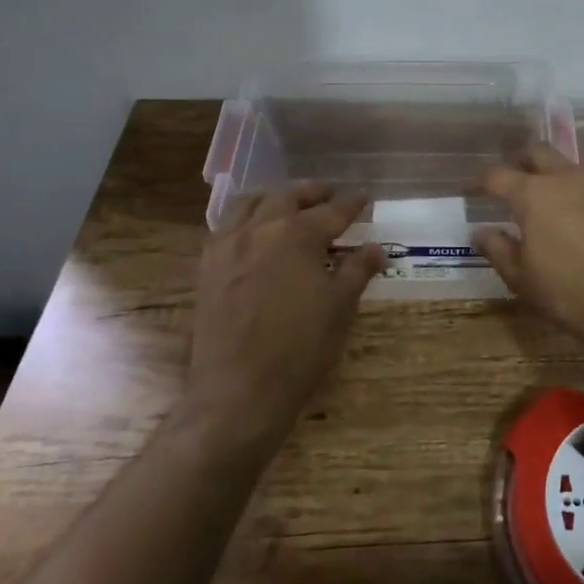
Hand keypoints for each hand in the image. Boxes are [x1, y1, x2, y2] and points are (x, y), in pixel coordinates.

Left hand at [188, 182, 384, 446]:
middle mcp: (260, 229)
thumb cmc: (300, 348)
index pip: (332, 211)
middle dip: (311, 192)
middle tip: (328, 193)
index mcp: (298, 234)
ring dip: (273, 198)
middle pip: (288, 197)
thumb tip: (375, 248)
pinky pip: (225, 227)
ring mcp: (228, 246)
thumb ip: (357, 270)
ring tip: (288, 203)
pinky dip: (243, 219)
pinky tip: (252, 232)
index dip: (351, 204)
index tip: (362, 197)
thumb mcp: (340, 307)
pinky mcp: (207, 267)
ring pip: (249, 203)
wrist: (239, 390)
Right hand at [473, 143, 583, 369]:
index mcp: (534, 194)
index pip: (497, 174)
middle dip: (520, 160)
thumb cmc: (572, 295)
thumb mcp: (524, 280)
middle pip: (537, 151)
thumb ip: (499, 250)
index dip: (481, 179)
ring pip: (573, 162)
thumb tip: (481, 232)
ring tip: (554, 195)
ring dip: (558, 172)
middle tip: (514, 178)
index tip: (473, 188)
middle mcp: (567, 177)